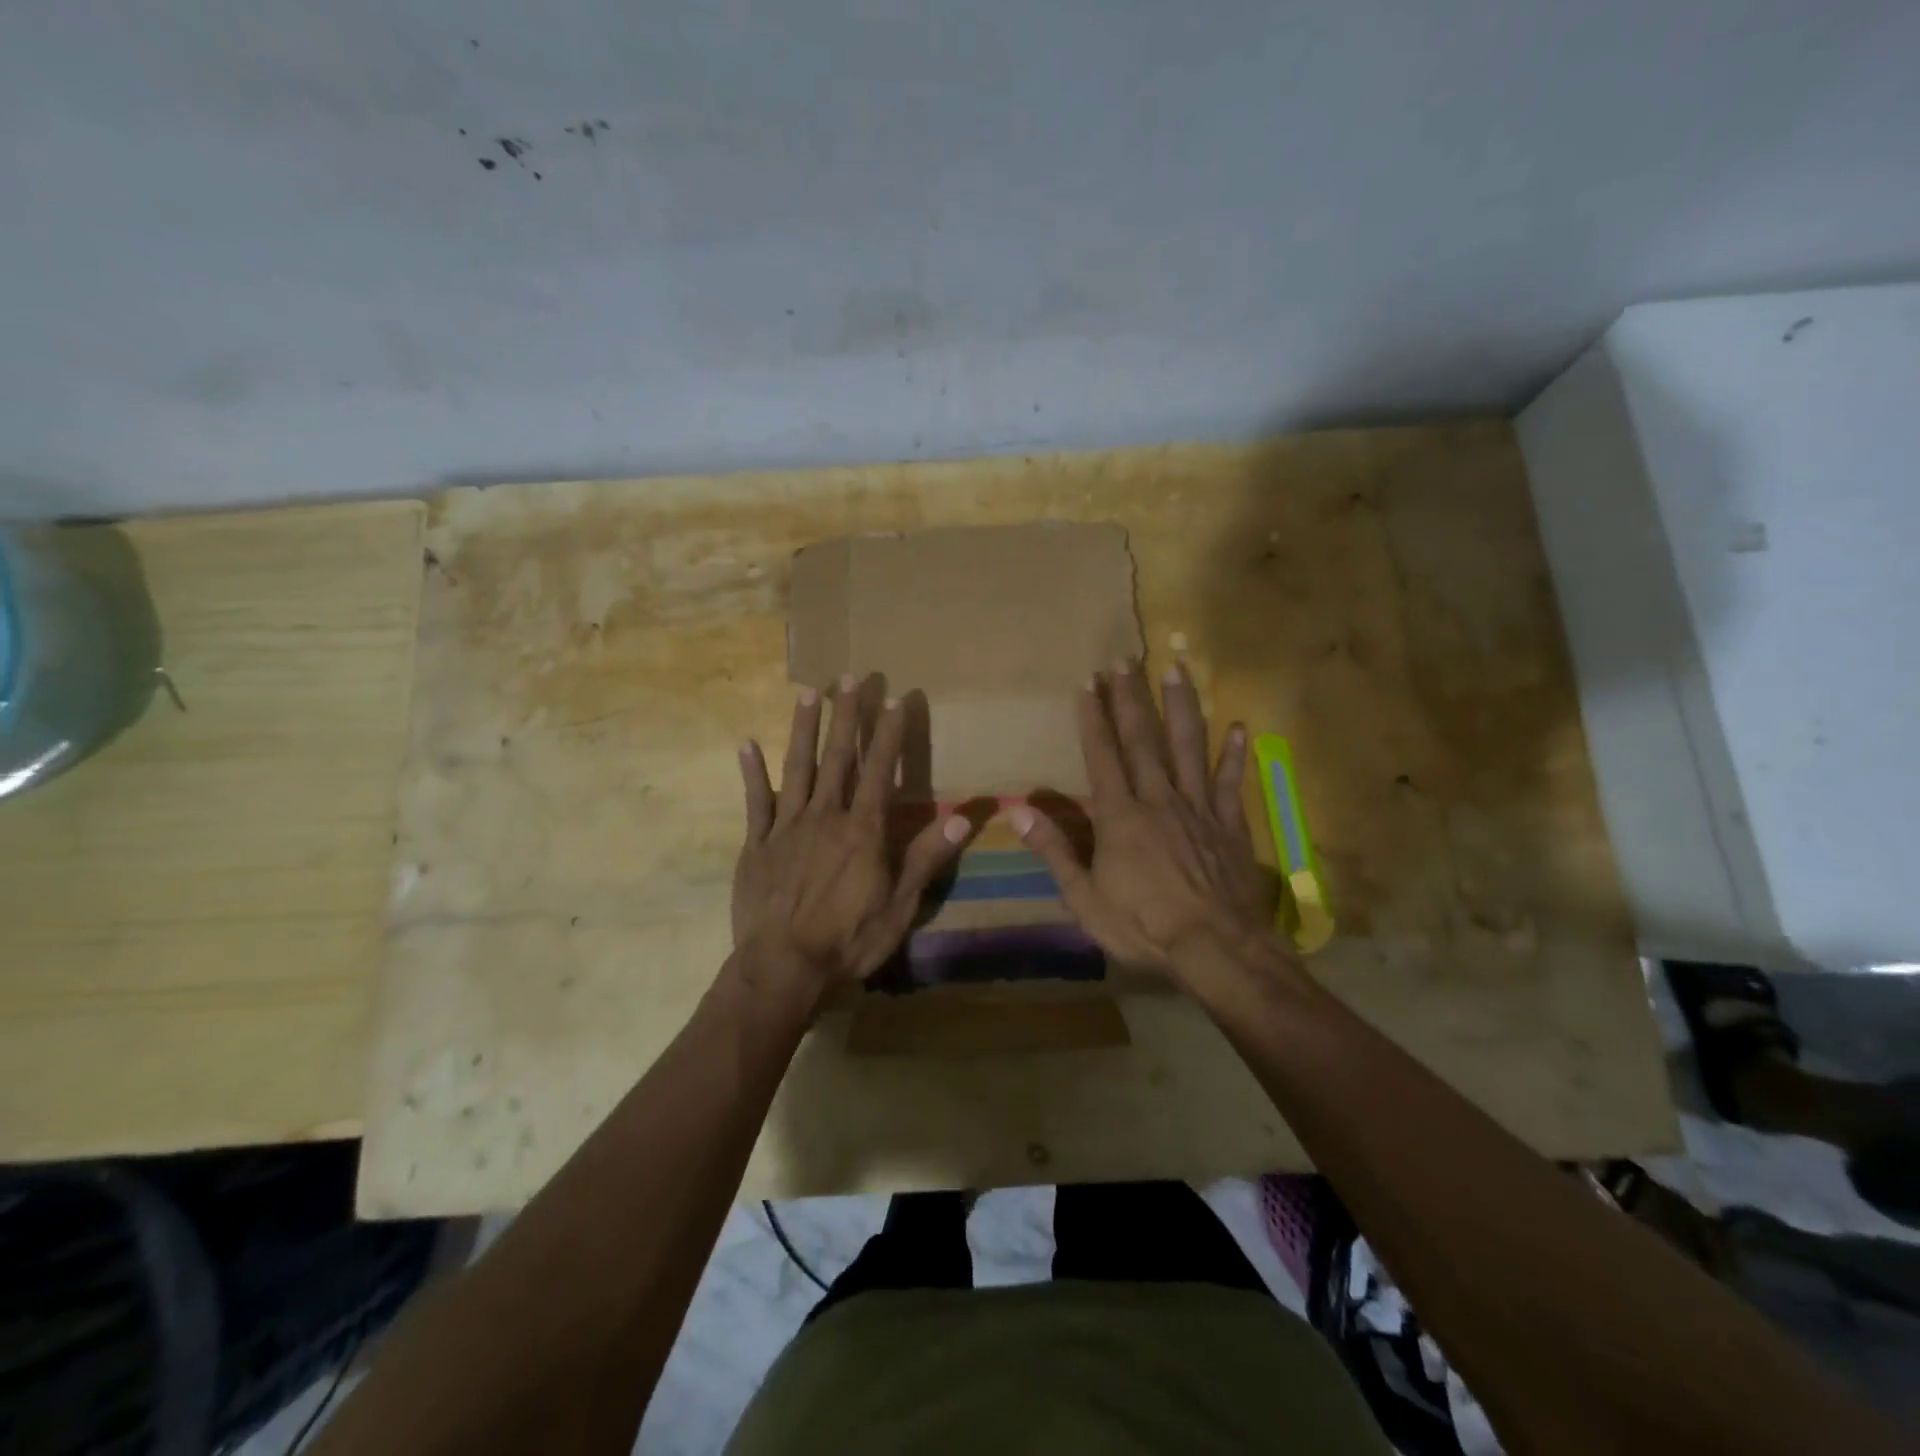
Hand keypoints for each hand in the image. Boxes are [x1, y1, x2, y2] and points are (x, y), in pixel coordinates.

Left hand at [733, 676, 969, 1004]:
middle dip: (845, 716)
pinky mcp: (756, 844)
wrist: (783, 969)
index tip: (894, 698)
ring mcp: (786, 827)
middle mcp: (824, 817)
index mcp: (862, 830)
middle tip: (848, 677)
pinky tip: (747, 744)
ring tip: (807, 692)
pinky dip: (752, 772)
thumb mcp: (899, 906)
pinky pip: (755, 802)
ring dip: (803, 728)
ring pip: (797, 768)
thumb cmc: (848, 940)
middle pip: (837, 758)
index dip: (888, 734)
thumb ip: (926, 857)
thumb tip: (962, 817)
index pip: (879, 770)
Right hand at [1011, 659, 1276, 980]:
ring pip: (1190, 746)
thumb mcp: (1085, 899)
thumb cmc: (1143, 927)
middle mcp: (1159, 799)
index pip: (1103, 755)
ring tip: (1177, 668)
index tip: (1088, 681)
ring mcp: (1199, 808)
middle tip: (1125, 658)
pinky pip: (1232, 782)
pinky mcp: (1230, 824)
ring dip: (1182, 705)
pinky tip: (1239, 726)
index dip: (1093, 717)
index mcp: (1120, 816)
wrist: (1216, 949)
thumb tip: (1018, 813)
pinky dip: (1235, 754)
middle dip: (1130, 697)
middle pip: (1144, 739)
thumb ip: (1055, 851)